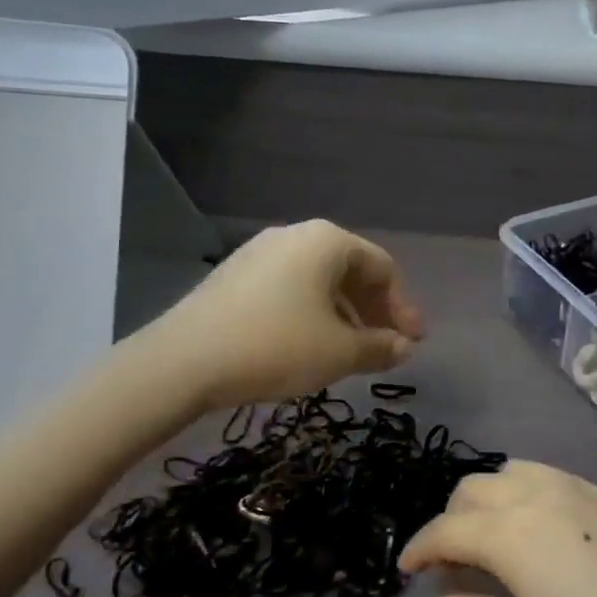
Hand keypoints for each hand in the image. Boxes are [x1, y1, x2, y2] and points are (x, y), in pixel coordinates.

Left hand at [161, 221, 423, 411]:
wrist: (184, 361)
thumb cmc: (276, 346)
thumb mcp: (339, 352)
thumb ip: (379, 347)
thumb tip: (403, 347)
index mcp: (326, 242)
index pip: (382, 268)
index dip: (403, 307)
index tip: (412, 343)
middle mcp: (293, 236)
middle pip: (349, 271)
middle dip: (373, 311)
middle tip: (385, 348)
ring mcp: (258, 254)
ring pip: (317, 282)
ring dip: (343, 316)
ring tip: (348, 354)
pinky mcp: (234, 277)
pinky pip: (288, 290)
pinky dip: (310, 315)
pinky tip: (307, 347)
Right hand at [401, 462, 596, 596]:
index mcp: (512, 533)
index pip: (447, 530)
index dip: (420, 549)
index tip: (406, 571)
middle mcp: (540, 495)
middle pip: (475, 488)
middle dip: (452, 520)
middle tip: (453, 563)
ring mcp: (580, 490)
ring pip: (514, 471)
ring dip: (490, 498)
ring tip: (494, 538)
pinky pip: (553, 477)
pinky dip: (528, 493)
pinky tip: (542, 531)